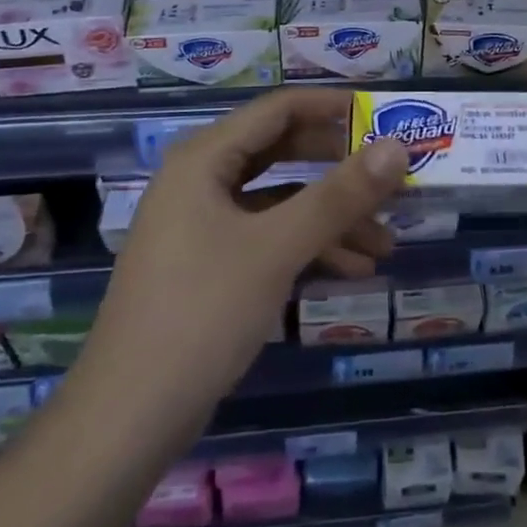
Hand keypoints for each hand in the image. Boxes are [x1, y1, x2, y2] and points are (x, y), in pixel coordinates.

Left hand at [79, 88, 408, 432]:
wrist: (127, 419)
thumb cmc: (201, 313)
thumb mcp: (277, 248)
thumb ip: (339, 196)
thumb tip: (399, 148)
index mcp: (204, 159)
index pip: (278, 109)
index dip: (331, 107)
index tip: (382, 114)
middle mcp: (201, 181)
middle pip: (281, 152)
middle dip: (338, 167)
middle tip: (388, 176)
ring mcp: (202, 225)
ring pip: (279, 201)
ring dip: (331, 216)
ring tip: (385, 242)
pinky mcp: (209, 266)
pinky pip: (268, 237)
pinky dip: (308, 247)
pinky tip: (352, 270)